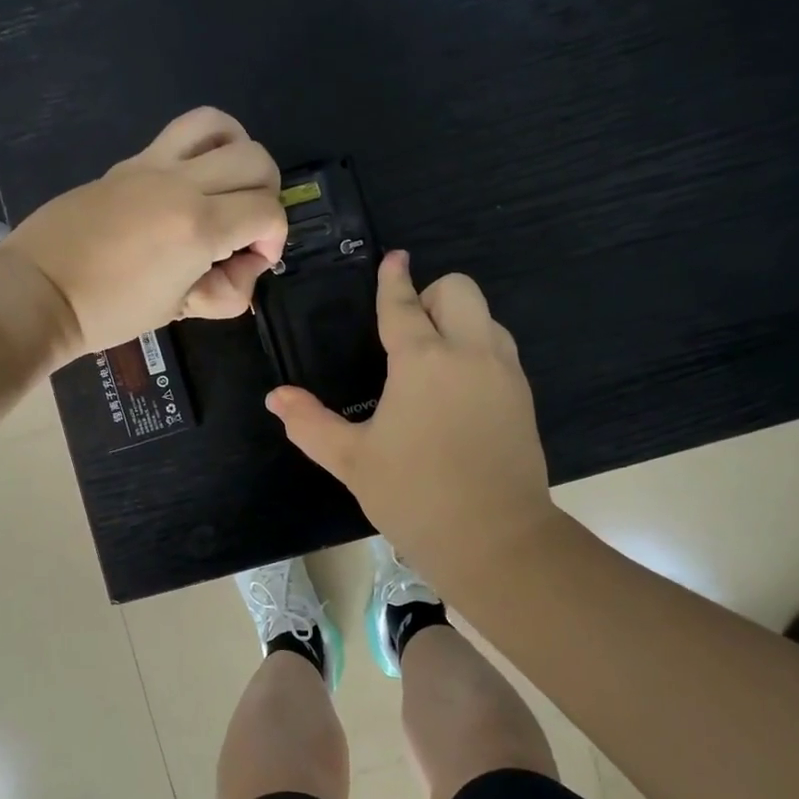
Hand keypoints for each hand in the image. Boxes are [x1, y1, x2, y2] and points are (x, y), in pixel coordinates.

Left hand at [0, 107, 286, 358]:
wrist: (40, 290)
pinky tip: (196, 177)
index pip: (268, 212)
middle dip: (267, 195)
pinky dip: (206, 145)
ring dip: (240, 153)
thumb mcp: (179, 310)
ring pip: (222, 126)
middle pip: (257, 160)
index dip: (274, 240)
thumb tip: (245, 265)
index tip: (251, 263)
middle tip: (245, 228)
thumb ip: (227, 290)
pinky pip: (181, 132)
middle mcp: (182, 185)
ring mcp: (153, 165)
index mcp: (198, 227)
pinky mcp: (130, 162)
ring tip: (228, 187)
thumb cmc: (110, 311)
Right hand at [266, 252, 555, 586]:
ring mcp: (504, 373)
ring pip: (485, 316)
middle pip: (459, 289)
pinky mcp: (523, 397)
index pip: (403, 304)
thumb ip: (310, 423)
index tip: (393, 259)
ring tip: (431, 363)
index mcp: (423, 361)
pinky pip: (499, 349)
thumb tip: (275, 397)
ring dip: (458, 321)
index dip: (393, 278)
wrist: (496, 539)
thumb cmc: (415, 495)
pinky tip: (456, 392)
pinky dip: (477, 349)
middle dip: (431, 295)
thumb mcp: (352, 460)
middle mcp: (469, 353)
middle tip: (408, 336)